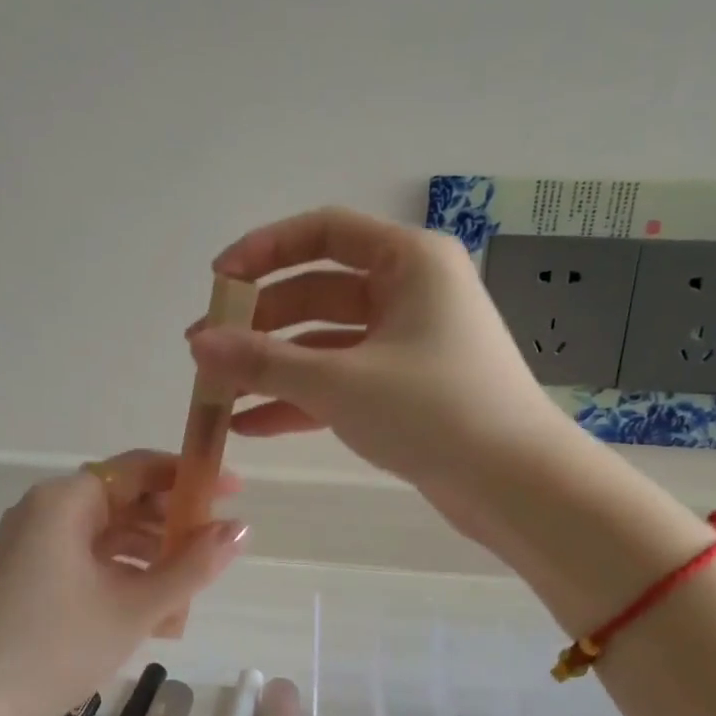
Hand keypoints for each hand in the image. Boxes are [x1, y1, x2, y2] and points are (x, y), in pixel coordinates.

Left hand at [0, 451, 246, 715]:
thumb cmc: (56, 649)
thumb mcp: (136, 607)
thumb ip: (194, 565)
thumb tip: (242, 528)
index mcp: (66, 501)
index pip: (139, 468)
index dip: (191, 477)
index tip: (235, 492)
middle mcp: (45, 509)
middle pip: (123, 499)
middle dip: (173, 522)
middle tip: (218, 546)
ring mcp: (31, 543)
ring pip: (106, 533)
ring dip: (151, 554)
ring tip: (192, 586)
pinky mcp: (27, 574)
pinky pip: (86, 558)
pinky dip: (121, 574)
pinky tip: (153, 609)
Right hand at [186, 208, 571, 532]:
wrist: (515, 484)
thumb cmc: (434, 411)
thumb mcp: (339, 382)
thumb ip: (264, 361)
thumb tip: (200, 345)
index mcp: (408, 262)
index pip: (323, 232)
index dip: (264, 251)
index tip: (218, 282)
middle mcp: (411, 293)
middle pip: (318, 291)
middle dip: (259, 322)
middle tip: (206, 351)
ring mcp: (409, 345)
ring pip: (326, 343)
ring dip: (273, 367)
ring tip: (217, 392)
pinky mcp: (406, 391)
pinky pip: (342, 382)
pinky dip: (300, 399)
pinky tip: (251, 425)